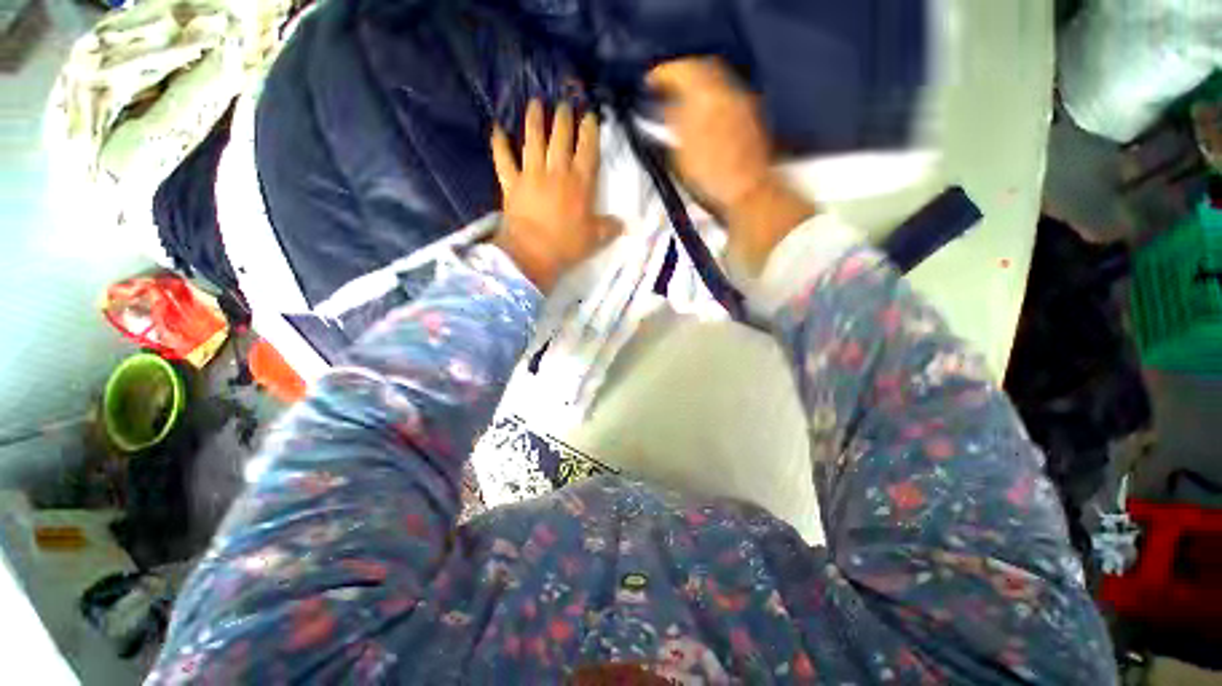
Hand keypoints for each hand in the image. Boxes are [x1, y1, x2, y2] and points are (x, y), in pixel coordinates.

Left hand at [491, 100, 621, 291]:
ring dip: (534, 120)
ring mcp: (531, 175)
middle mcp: (556, 172)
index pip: (587, 150)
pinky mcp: (511, 183)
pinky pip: (503, 159)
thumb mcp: (595, 239)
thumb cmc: (567, 245)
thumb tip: (622, 224)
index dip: (590, 131)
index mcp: (579, 184)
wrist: (532, 254)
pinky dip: (499, 144)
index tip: (590, 116)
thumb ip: (609, 228)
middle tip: (564, 104)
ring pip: (533, 141)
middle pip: (560, 138)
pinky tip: (496, 128)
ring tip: (535, 102)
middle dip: (563, 118)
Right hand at [648, 58, 814, 273]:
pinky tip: (704, 116)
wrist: (746, 194)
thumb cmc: (711, 177)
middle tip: (666, 87)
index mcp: (706, 97)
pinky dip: (712, 100)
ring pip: (717, 82)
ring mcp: (743, 105)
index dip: (663, 73)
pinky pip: (727, 97)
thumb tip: (665, 106)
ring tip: (682, 102)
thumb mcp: (679, 152)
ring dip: (697, 87)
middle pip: (703, 68)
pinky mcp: (751, 119)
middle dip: (682, 74)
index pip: (683, 70)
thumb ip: (671, 123)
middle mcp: (728, 92)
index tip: (650, 82)